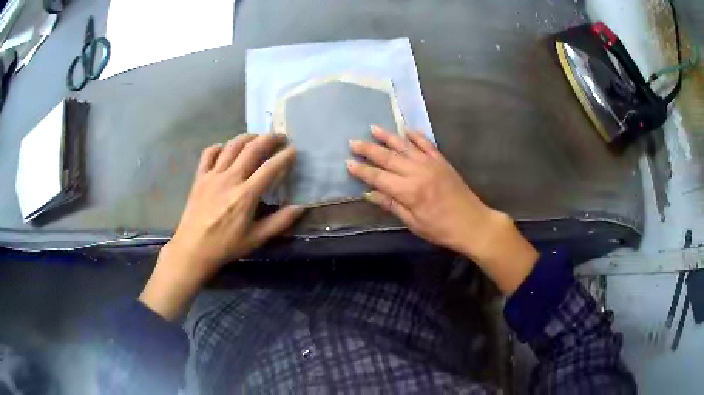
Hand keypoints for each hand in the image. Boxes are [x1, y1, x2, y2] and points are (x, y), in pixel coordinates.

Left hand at [140, 133, 303, 319]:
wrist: (193, 249)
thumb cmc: (226, 246)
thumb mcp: (256, 239)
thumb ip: (279, 222)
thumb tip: (300, 207)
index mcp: (246, 195)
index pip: (270, 168)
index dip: (285, 156)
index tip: (294, 150)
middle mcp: (230, 179)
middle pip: (252, 149)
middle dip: (269, 139)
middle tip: (280, 137)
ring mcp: (213, 175)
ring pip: (232, 146)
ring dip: (247, 137)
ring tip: (257, 137)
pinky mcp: (199, 177)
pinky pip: (209, 153)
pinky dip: (219, 147)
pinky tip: (225, 149)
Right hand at [347, 126, 537, 293]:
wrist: (473, 223)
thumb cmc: (441, 229)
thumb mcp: (413, 223)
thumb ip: (391, 205)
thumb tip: (369, 193)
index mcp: (409, 191)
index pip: (378, 177)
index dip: (361, 170)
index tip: (347, 163)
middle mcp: (417, 172)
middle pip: (388, 157)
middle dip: (368, 149)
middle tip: (353, 141)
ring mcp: (431, 164)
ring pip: (405, 146)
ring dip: (388, 136)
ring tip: (373, 128)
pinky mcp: (442, 161)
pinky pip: (427, 144)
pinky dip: (416, 135)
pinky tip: (406, 130)